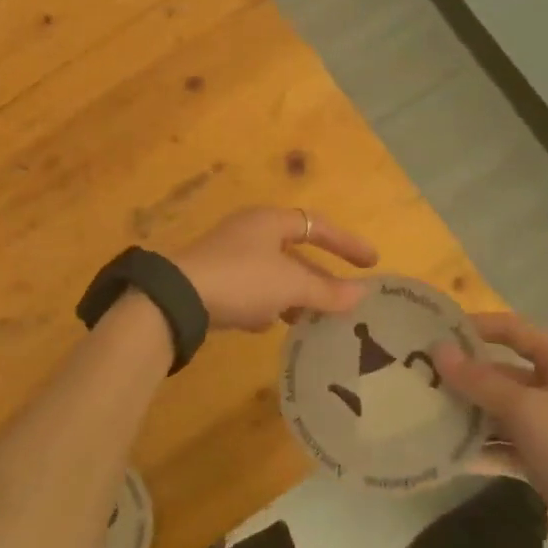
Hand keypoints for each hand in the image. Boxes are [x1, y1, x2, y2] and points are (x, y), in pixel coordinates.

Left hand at [173, 206, 376, 332]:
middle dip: (319, 276)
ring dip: (294, 294)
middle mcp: (249, 232)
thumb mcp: (290, 285)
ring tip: (312, 318)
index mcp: (269, 221)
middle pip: (294, 252)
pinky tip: (269, 325)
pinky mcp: (213, 281)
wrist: (177, 299)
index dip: (346, 243)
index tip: (371, 264)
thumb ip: (327, 290)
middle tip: (343, 298)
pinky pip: (250, 290)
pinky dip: (266, 305)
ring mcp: (228, 256)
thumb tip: (362, 294)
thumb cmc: (242, 280)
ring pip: (273, 274)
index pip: (317, 225)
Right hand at [432, 312, 547, 547]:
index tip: (433, 331)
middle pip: (500, 373)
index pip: (512, 330)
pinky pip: (504, 445)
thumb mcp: (527, 411)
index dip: (475, 327)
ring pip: (498, 411)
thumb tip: (438, 349)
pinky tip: (443, 454)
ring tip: (421, 413)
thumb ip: (480, 381)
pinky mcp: (544, 461)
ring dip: (466, 414)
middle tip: (416, 377)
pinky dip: (479, 449)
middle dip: (462, 376)